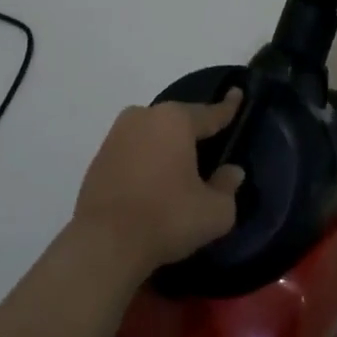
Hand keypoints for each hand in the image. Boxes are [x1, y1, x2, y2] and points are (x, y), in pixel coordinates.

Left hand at [72, 90, 245, 277]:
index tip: (237, 93)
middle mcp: (144, 116)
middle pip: (178, 121)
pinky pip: (133, 151)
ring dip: (166, 148)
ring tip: (179, 171)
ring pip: (153, 134)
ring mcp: (117, 134)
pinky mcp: (99, 156)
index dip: (227, 107)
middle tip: (208, 149)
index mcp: (176, 120)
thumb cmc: (167, 218)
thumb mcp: (214, 211)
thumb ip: (228, 187)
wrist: (104, 243)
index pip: (210, 112)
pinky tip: (152, 185)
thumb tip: (232, 172)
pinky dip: (146, 162)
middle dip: (193, 133)